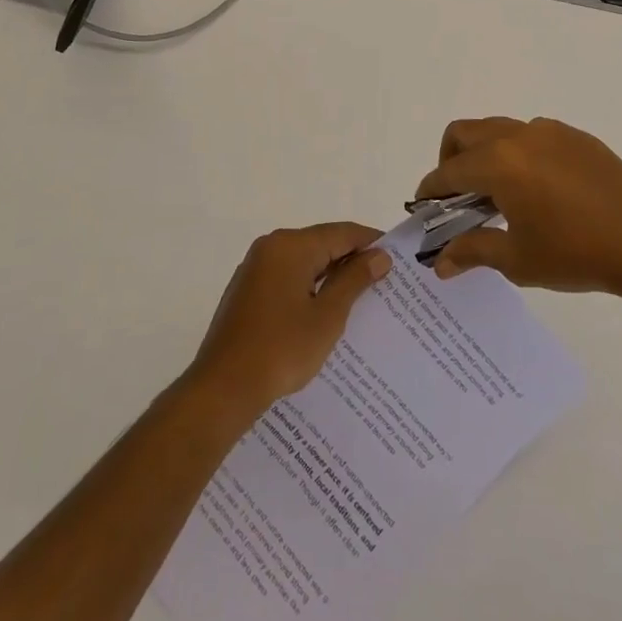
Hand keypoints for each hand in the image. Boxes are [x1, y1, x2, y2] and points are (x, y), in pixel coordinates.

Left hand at [186, 223, 392, 422]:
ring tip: (361, 298)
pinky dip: (309, 287)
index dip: (371, 242)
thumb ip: (354, 280)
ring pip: (304, 262)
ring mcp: (255, 268)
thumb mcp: (327, 316)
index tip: (398, 257)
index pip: (341, 233)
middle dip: (352, 260)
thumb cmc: (281, 349)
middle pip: (321, 243)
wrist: (223, 388)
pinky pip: (287, 278)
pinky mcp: (247, 291)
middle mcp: (271, 247)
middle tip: (385, 280)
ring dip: (331, 276)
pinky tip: (325, 311)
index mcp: (291, 246)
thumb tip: (379, 255)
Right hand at [417, 117, 621, 299]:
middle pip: (464, 133)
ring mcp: (549, 132)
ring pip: (498, 129)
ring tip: (499, 195)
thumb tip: (440, 263)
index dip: (430, 191)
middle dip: (450, 161)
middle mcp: (518, 136)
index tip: (425, 209)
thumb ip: (473, 252)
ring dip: (484, 154)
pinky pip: (531, 135)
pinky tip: (538, 190)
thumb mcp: (518, 259)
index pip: (448, 172)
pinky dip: (517, 153)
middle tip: (458, 198)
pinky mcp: (575, 137)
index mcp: (498, 163)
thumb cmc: (576, 253)